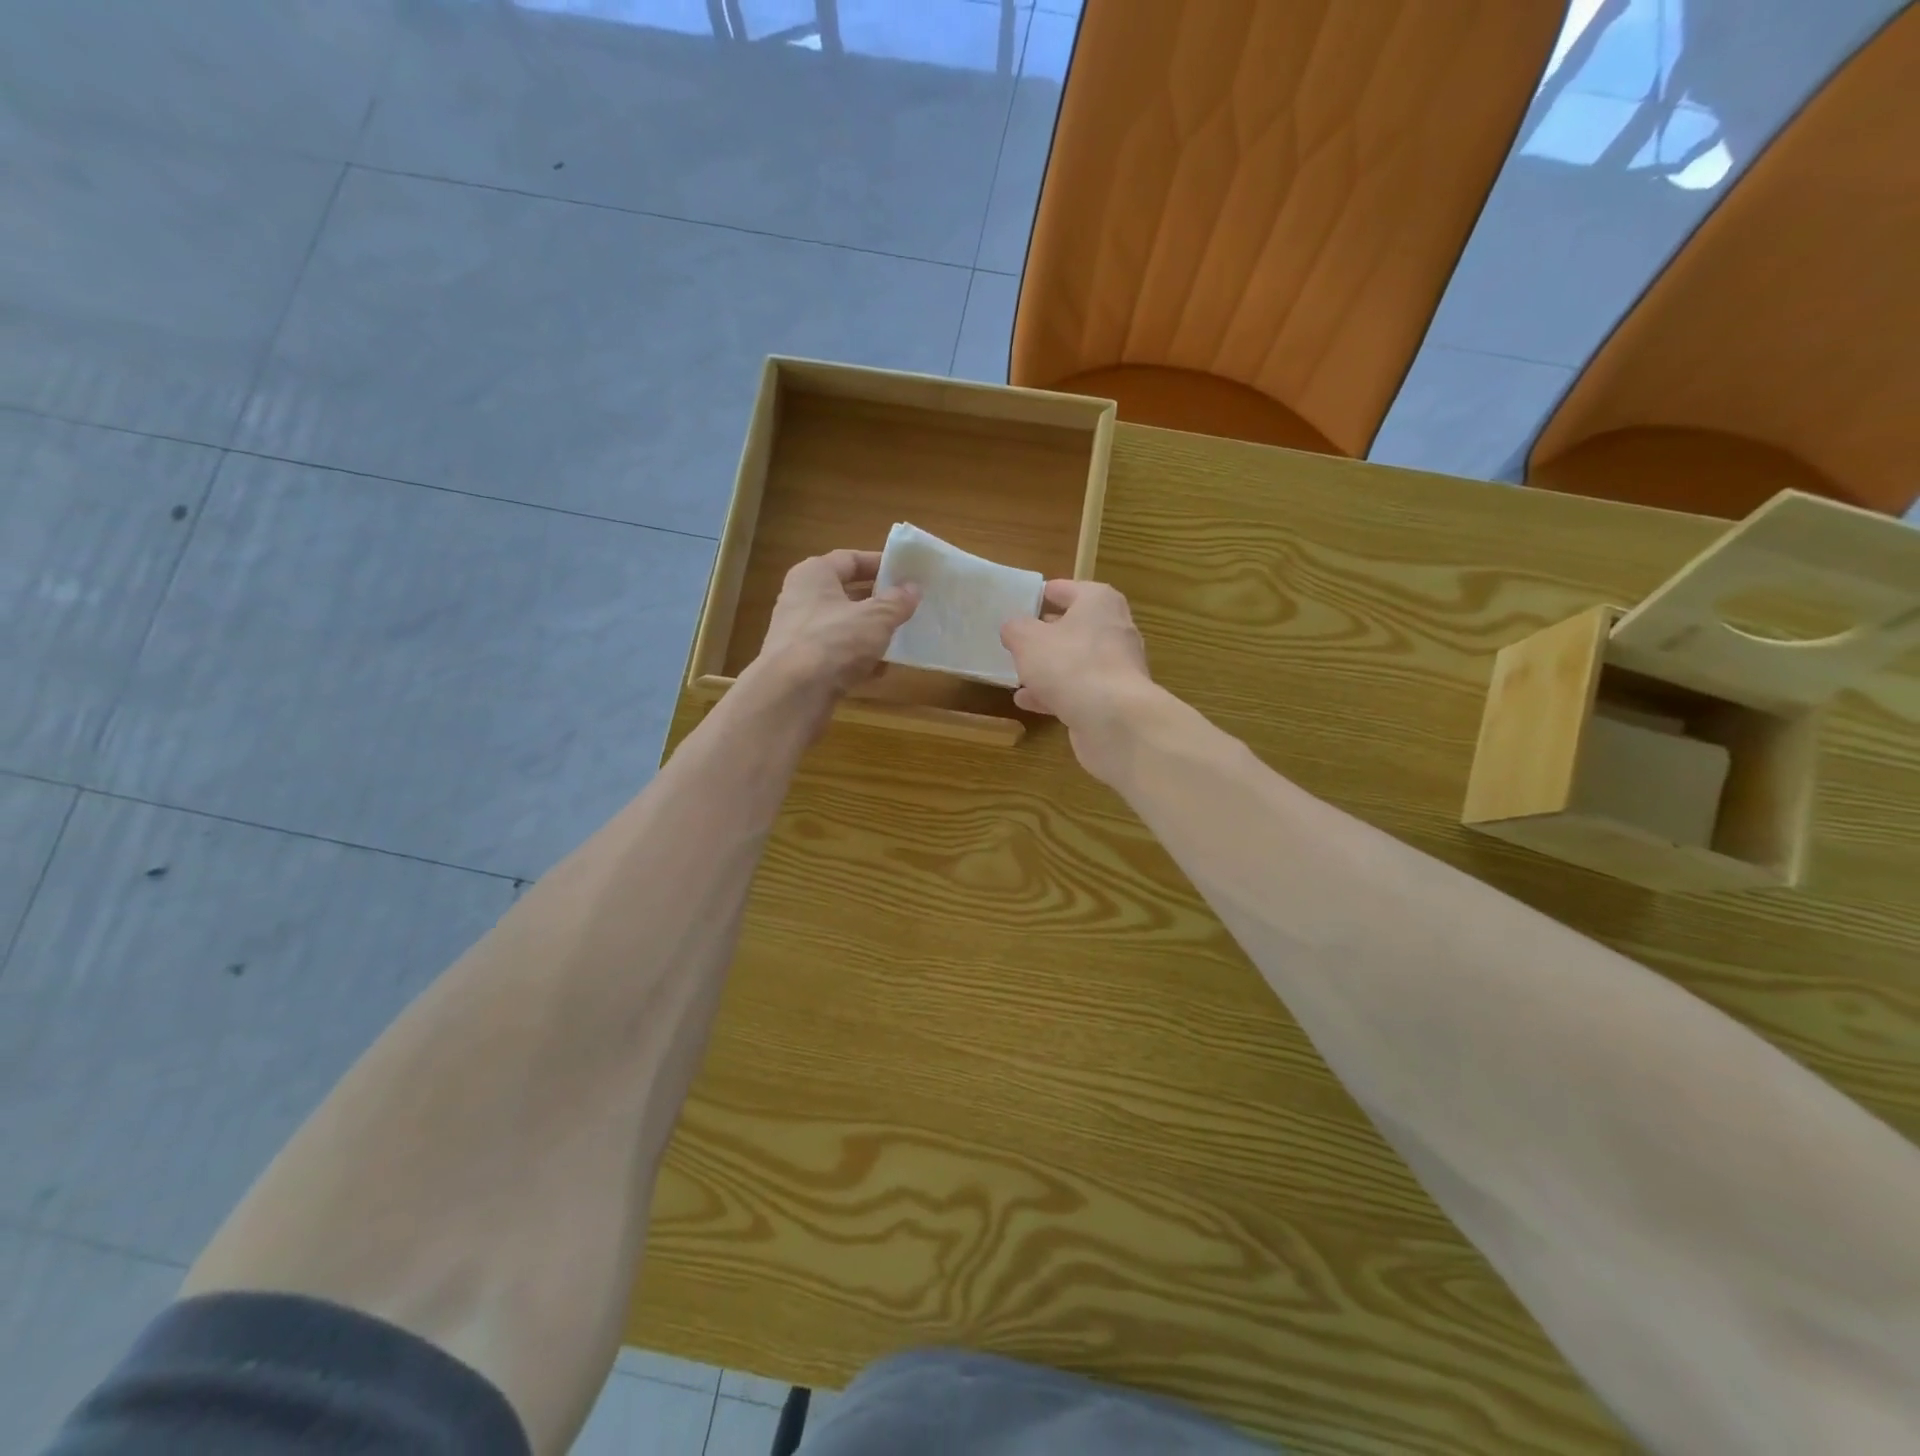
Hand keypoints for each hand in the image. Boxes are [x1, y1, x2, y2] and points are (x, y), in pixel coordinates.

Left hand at [751, 549, 918, 703]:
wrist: (793, 694)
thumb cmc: (834, 641)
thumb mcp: (876, 618)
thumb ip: (897, 602)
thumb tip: (913, 589)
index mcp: (814, 575)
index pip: (850, 559)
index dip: (879, 564)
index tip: (907, 574)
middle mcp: (801, 599)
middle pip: (846, 593)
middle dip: (877, 602)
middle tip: (908, 607)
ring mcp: (799, 633)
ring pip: (842, 626)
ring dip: (870, 633)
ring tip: (900, 639)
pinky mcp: (802, 665)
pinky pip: (836, 654)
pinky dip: (857, 660)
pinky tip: (880, 671)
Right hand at [1000, 580, 1157, 779]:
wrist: (1114, 720)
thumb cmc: (1070, 665)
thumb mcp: (1028, 640)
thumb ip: (1015, 629)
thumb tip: (1013, 628)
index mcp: (1098, 602)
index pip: (1068, 589)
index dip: (1043, 594)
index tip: (1023, 602)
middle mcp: (1114, 629)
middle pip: (1074, 626)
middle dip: (1046, 633)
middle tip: (1018, 638)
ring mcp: (1117, 666)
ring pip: (1075, 661)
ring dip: (1048, 667)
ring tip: (1018, 672)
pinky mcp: (1113, 698)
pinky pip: (1078, 689)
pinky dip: (1054, 693)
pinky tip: (1027, 701)